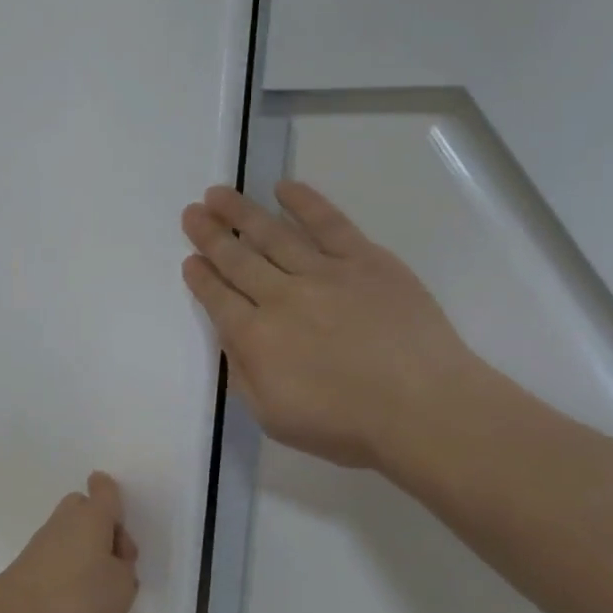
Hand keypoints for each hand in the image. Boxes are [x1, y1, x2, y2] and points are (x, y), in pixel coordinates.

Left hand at [0, 472, 138, 612]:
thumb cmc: (77, 599)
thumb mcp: (121, 589)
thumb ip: (124, 571)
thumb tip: (112, 563)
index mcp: (92, 517)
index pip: (103, 490)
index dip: (112, 497)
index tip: (119, 519)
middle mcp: (64, 522)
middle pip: (84, 510)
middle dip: (101, 530)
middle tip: (116, 564)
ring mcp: (41, 545)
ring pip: (70, 537)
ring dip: (86, 556)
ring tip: (99, 595)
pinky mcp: (26, 570)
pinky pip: (55, 560)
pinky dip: (67, 575)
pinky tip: (75, 606)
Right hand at [181, 181, 483, 474]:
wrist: (422, 409)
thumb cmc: (345, 425)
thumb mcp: (272, 416)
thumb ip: (243, 374)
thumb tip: (232, 339)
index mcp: (255, 338)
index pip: (217, 299)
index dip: (201, 278)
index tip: (189, 259)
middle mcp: (280, 297)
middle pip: (237, 259)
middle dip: (210, 235)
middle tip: (192, 212)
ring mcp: (323, 273)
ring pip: (273, 234)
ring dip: (242, 213)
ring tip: (219, 193)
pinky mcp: (365, 261)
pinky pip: (328, 223)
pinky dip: (304, 203)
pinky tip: (284, 188)